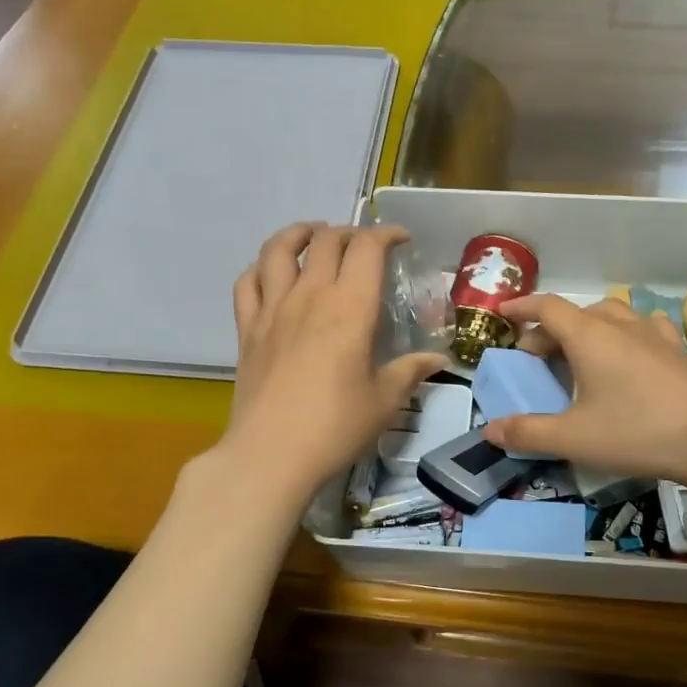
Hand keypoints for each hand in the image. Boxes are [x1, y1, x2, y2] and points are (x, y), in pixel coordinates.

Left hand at [222, 223, 445, 497]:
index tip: (400, 240)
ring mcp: (272, 310)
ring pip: (278, 250)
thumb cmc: (336, 426)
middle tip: (362, 245)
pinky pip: (247, 283)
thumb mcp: (385, 400)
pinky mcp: (247, 330)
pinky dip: (261, 268)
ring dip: (298, 233)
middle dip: (348, 232)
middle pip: (325, 241)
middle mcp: (310, 296)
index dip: (386, 234)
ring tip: (313, 235)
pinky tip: (271, 273)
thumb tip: (439, 360)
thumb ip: (411, 371)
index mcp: (350, 307)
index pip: (367, 248)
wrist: (271, 454)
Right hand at [480, 294, 686, 497]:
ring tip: (579, 353)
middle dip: (550, 328)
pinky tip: (630, 354)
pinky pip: (644, 328)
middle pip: (577, 313)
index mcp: (590, 336)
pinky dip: (625, 334)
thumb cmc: (637, 433)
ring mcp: (654, 335)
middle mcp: (621, 326)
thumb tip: (490, 430)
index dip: (522, 307)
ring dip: (588, 328)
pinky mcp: (678, 351)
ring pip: (612, 316)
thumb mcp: (573, 438)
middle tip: (536, 357)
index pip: (548, 307)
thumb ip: (528, 433)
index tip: (503, 313)